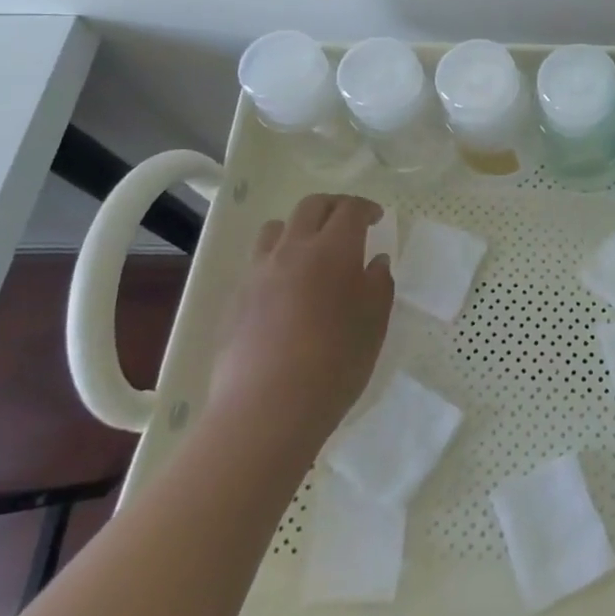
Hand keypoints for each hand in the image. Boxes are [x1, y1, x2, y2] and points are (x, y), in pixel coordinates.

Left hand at [208, 194, 393, 432]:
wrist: (267, 409)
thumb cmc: (335, 362)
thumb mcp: (375, 323)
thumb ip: (379, 284)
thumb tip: (375, 262)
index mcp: (333, 249)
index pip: (350, 209)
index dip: (366, 208)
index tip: (377, 218)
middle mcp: (293, 249)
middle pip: (310, 207)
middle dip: (333, 206)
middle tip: (349, 224)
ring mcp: (258, 273)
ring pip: (276, 228)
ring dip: (298, 228)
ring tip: (311, 251)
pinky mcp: (235, 299)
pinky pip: (257, 262)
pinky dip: (277, 260)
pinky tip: (286, 290)